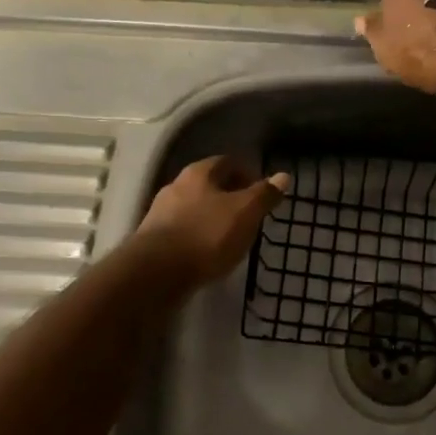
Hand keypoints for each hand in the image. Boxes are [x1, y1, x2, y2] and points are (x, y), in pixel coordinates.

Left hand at [136, 156, 289, 283]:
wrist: (156, 272)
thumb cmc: (207, 235)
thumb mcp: (245, 213)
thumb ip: (264, 195)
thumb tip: (284, 176)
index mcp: (199, 173)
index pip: (227, 162)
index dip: (247, 173)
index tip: (261, 192)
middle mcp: (176, 186)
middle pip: (208, 184)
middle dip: (228, 196)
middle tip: (248, 214)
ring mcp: (160, 212)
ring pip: (193, 207)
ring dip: (211, 217)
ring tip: (229, 237)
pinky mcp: (151, 239)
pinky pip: (182, 230)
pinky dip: (197, 236)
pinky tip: (206, 253)